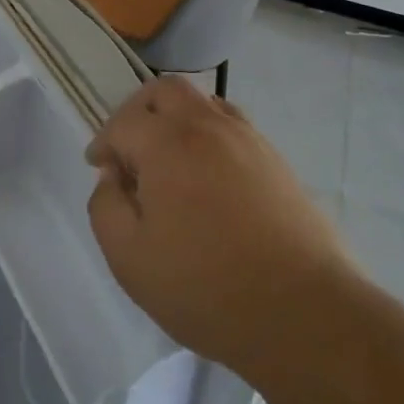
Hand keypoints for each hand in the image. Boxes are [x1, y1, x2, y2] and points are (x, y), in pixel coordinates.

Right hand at [86, 75, 347, 373]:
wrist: (304, 313)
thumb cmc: (206, 287)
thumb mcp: (129, 258)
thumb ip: (105, 207)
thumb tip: (113, 178)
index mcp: (166, 143)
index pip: (123, 122)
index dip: (103, 143)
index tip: (99, 169)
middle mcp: (206, 126)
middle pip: (165, 90)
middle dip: (138, 111)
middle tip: (130, 148)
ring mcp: (247, 139)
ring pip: (203, 102)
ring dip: (176, 119)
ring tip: (170, 160)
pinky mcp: (276, 161)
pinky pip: (232, 126)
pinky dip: (209, 135)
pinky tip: (208, 176)